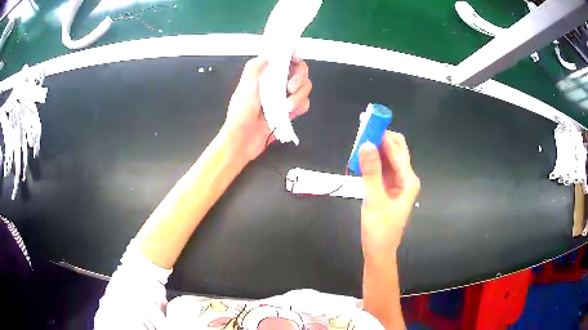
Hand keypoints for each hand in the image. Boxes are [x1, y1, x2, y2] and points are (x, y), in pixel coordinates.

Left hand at [223, 55, 312, 163]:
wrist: (243, 140)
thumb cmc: (241, 113)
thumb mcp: (244, 88)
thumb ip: (254, 68)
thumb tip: (268, 55)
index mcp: (265, 75)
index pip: (284, 58)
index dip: (294, 55)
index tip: (297, 57)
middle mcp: (277, 83)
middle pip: (300, 71)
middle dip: (299, 78)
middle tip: (290, 88)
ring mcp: (284, 97)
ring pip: (305, 88)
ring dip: (298, 97)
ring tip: (286, 108)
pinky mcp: (290, 111)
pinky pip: (304, 104)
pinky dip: (300, 108)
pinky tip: (290, 114)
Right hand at [359, 131, 420, 257]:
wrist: (379, 250)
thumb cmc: (379, 228)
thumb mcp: (374, 199)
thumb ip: (371, 171)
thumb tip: (366, 144)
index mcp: (408, 180)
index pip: (397, 150)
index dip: (384, 135)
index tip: (368, 123)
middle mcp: (406, 178)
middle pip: (397, 151)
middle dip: (382, 138)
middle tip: (364, 130)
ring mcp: (398, 183)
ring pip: (389, 158)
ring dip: (377, 148)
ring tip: (361, 139)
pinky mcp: (389, 188)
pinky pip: (383, 168)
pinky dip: (374, 161)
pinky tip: (363, 157)